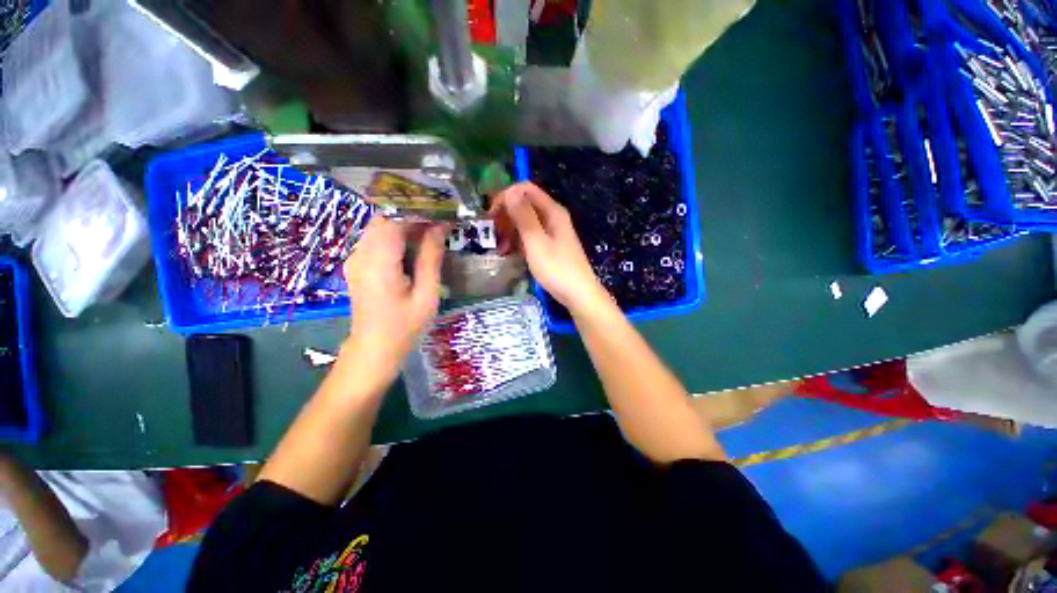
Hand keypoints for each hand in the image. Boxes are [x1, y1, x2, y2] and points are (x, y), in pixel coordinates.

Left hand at [342, 217, 444, 368]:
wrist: (374, 349)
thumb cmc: (405, 326)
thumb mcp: (427, 294)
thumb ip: (431, 258)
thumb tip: (439, 227)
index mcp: (378, 263)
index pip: (392, 219)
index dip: (417, 210)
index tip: (441, 212)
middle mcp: (360, 255)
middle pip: (383, 218)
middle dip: (412, 215)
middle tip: (439, 220)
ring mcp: (355, 259)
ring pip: (379, 227)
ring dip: (405, 224)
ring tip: (431, 231)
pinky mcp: (358, 264)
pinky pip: (377, 239)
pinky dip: (397, 235)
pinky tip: (415, 245)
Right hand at [490, 182, 609, 314]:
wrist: (578, 295)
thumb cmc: (557, 269)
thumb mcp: (536, 242)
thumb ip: (523, 217)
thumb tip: (510, 192)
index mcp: (552, 211)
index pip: (525, 189)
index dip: (506, 196)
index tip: (491, 214)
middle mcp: (553, 217)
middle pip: (525, 204)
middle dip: (506, 215)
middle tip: (492, 233)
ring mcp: (552, 232)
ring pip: (525, 221)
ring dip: (510, 230)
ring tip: (499, 247)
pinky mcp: (550, 245)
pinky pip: (530, 236)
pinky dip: (518, 241)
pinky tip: (509, 253)